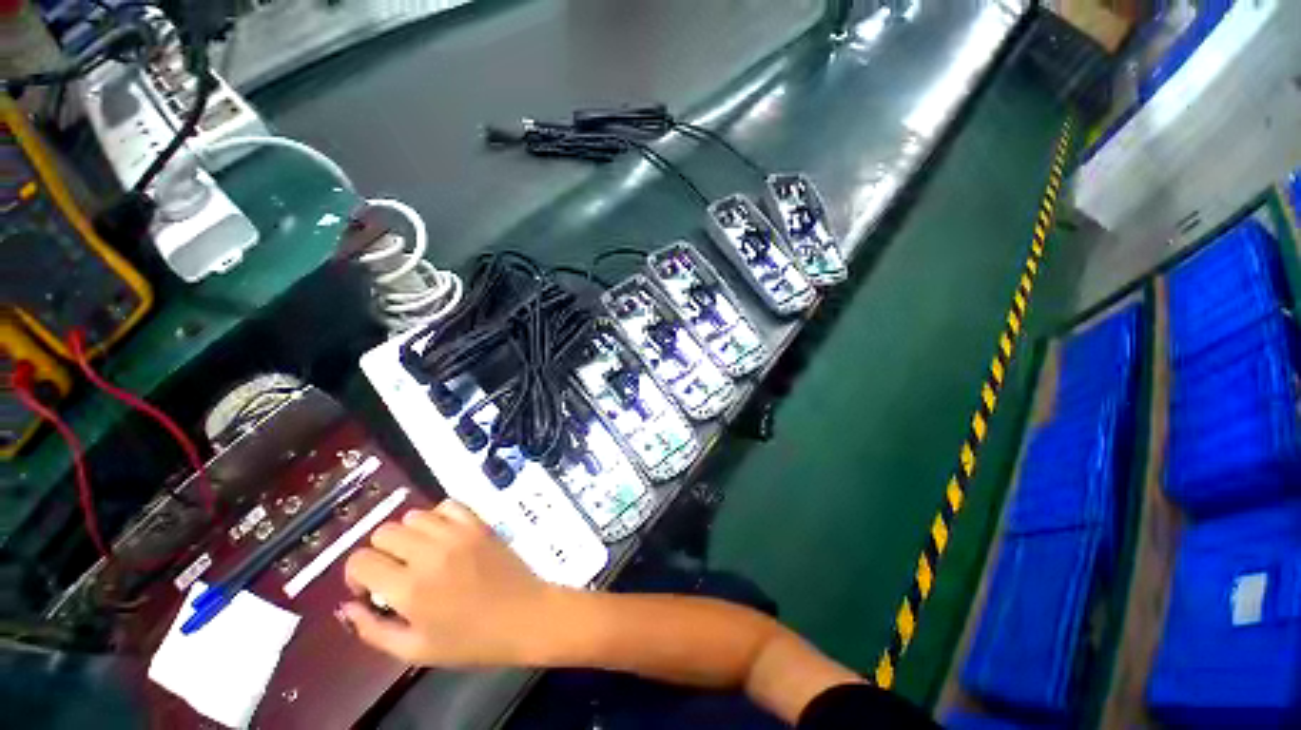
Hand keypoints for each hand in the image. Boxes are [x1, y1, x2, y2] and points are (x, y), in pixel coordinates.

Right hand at [340, 500, 559, 666]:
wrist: (523, 616)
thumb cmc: (469, 641)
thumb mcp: (414, 650)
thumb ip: (372, 629)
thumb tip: (347, 606)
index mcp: (409, 588)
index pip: (360, 561)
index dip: (357, 576)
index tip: (372, 591)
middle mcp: (430, 553)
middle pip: (383, 533)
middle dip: (380, 554)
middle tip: (395, 573)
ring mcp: (458, 533)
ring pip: (413, 515)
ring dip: (408, 534)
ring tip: (420, 555)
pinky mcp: (479, 523)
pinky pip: (448, 505)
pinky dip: (438, 516)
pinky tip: (442, 536)